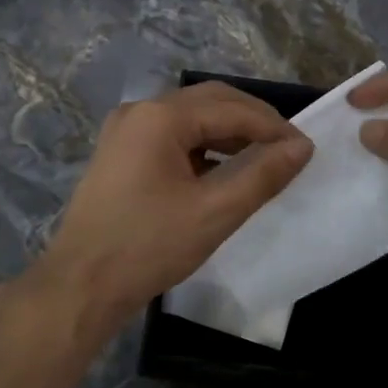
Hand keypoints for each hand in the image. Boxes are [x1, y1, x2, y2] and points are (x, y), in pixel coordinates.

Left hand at [32, 82, 312, 332]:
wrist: (82, 285)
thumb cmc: (149, 247)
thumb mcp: (215, 212)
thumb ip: (262, 175)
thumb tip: (302, 147)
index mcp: (160, 117)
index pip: (232, 108)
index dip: (273, 127)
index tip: (306, 149)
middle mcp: (140, 112)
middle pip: (209, 102)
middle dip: (252, 122)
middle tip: (287, 150)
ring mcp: (125, 132)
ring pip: (190, 119)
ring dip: (228, 134)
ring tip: (262, 160)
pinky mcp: (120, 155)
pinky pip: (172, 138)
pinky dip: (203, 149)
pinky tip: (222, 172)